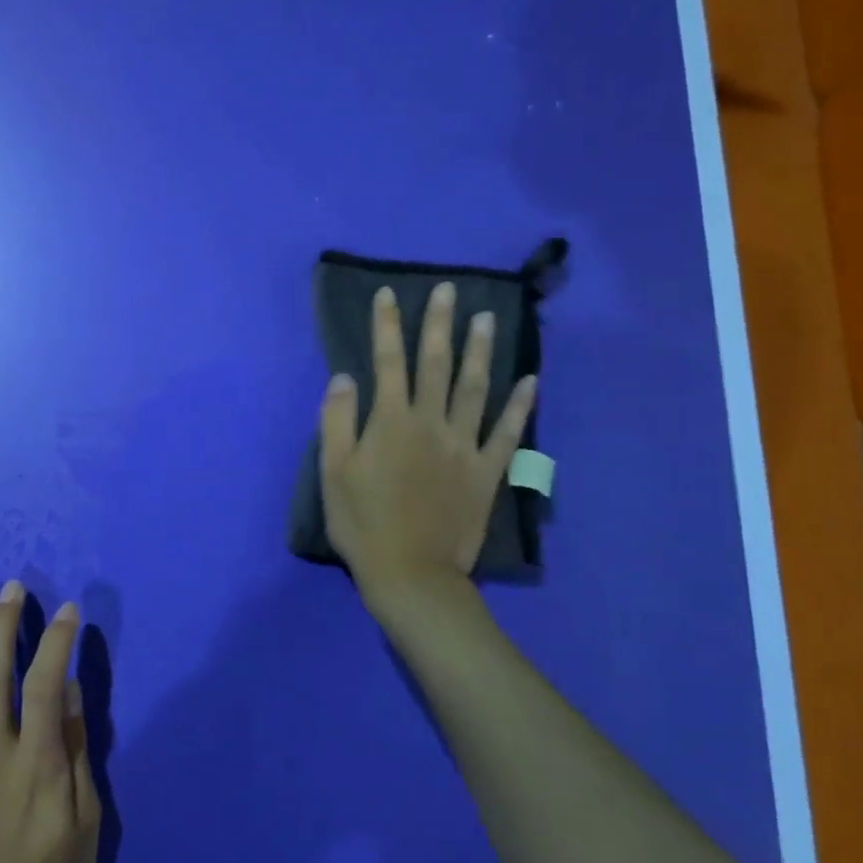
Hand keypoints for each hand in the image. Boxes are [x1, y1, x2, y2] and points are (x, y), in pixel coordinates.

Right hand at [319, 281, 535, 613]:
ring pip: (474, 388)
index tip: (388, 294)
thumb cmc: (362, 524)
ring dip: (481, 351)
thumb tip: (346, 377)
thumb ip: (338, 421)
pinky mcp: (486, 471)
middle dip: (439, 324)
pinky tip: (530, 380)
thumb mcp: (333, 473)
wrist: (410, 573)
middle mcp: (430, 423)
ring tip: (487, 319)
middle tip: (447, 290)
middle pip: (436, 364)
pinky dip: (519, 405)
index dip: (387, 326)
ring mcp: (463, 446)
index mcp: (390, 422)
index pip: (387, 362)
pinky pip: (508, 432)